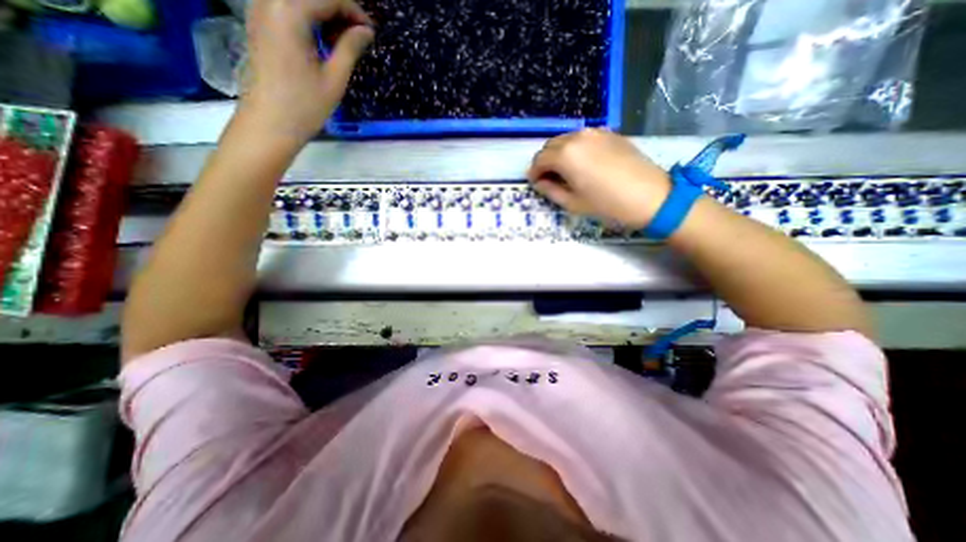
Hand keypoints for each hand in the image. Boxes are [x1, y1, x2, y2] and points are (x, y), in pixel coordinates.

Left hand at [239, 0, 371, 142]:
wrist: (270, 123)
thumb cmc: (305, 105)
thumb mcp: (334, 78)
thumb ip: (350, 48)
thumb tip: (366, 30)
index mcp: (289, 12)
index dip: (353, 11)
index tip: (370, 32)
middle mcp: (270, 1)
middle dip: (338, 10)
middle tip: (358, 37)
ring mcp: (261, 11)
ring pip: (299, 0)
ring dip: (324, 14)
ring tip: (342, 42)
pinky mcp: (260, 23)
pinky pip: (288, 8)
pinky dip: (309, 19)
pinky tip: (323, 42)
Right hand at [527, 129, 673, 227]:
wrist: (651, 196)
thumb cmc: (607, 205)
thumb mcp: (573, 203)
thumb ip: (550, 190)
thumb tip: (540, 182)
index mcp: (565, 155)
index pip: (539, 159)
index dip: (534, 172)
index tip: (535, 183)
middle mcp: (577, 137)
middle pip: (550, 145)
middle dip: (545, 161)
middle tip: (549, 178)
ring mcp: (595, 132)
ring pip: (566, 139)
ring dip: (559, 153)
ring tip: (565, 172)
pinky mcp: (610, 133)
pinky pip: (583, 137)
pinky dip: (575, 148)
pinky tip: (583, 163)